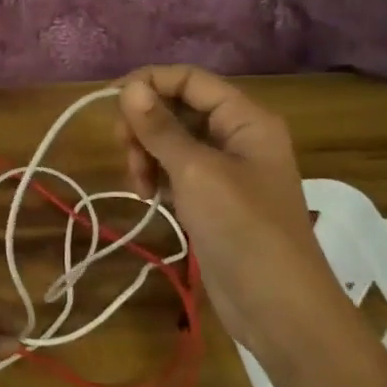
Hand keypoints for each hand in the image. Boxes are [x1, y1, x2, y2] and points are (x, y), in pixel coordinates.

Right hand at [116, 66, 348, 354]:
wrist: (278, 306)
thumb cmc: (242, 228)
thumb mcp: (196, 172)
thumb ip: (160, 128)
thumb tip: (128, 87)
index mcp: (245, 119)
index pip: (190, 79)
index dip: (149, 82)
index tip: (109, 103)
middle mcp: (237, 136)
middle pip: (179, 108)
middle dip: (145, 124)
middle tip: (125, 152)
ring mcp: (226, 170)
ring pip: (173, 141)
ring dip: (147, 153)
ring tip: (139, 184)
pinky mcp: (213, 199)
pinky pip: (176, 171)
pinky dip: (157, 176)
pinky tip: (149, 196)